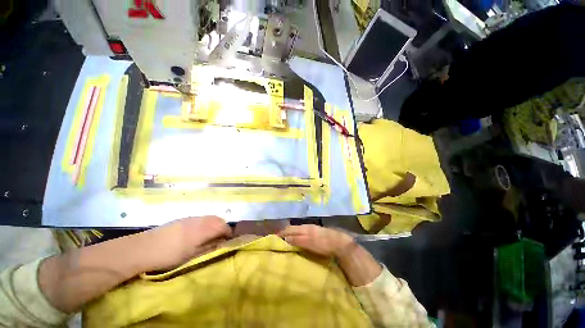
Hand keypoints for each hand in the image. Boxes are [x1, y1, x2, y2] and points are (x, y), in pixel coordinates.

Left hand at [140, 216, 231, 270]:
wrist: (144, 248)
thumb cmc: (169, 255)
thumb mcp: (191, 256)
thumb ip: (209, 247)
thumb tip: (221, 244)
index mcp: (203, 230)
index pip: (223, 227)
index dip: (228, 233)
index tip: (228, 241)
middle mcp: (200, 220)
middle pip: (218, 219)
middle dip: (223, 227)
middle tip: (220, 238)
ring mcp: (191, 218)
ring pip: (210, 217)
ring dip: (214, 224)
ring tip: (210, 236)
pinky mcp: (184, 218)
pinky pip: (201, 218)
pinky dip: (206, 223)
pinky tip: (197, 232)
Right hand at [278, 225, 354, 257]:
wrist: (339, 242)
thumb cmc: (323, 244)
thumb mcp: (309, 243)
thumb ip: (298, 240)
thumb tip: (285, 238)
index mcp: (304, 228)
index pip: (290, 229)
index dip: (282, 233)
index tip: (274, 238)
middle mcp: (306, 226)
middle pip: (293, 228)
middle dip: (284, 232)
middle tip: (277, 238)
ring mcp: (311, 228)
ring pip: (297, 229)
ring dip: (290, 233)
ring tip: (284, 238)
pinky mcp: (315, 232)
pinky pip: (302, 231)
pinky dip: (296, 234)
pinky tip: (296, 238)